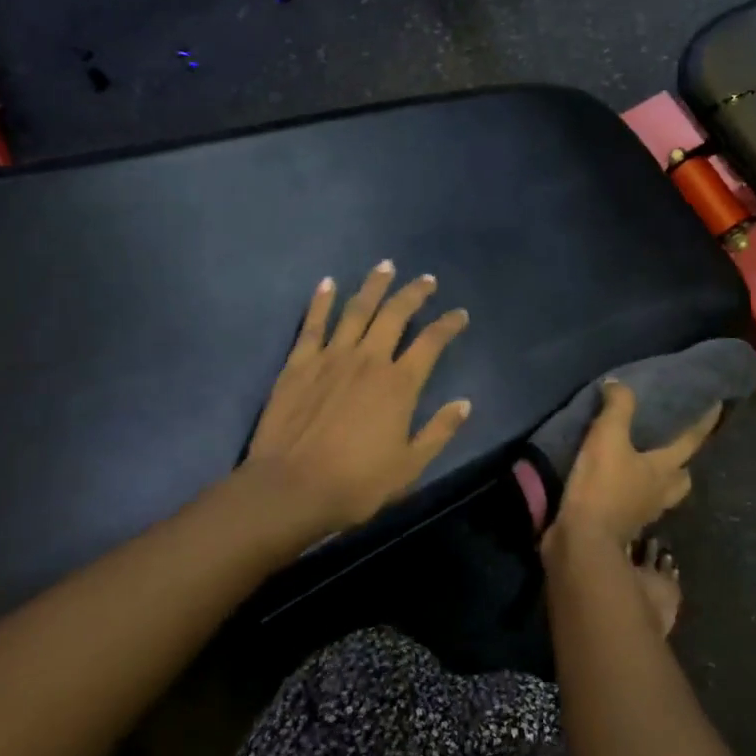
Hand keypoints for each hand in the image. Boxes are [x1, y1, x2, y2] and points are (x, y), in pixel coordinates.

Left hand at [244, 261, 471, 540]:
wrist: (290, 489)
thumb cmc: (355, 483)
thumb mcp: (409, 466)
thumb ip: (438, 431)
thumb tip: (464, 404)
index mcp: (399, 384)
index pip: (431, 342)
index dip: (448, 325)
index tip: (459, 314)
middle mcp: (368, 359)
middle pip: (395, 314)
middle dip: (414, 293)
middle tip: (426, 279)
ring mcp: (331, 356)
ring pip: (356, 309)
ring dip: (373, 285)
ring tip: (385, 266)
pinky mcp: (299, 362)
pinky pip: (313, 323)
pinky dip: (322, 300)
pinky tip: (328, 283)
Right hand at [548, 381, 720, 549]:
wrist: (582, 541)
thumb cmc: (602, 486)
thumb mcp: (607, 436)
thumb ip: (617, 407)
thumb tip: (619, 384)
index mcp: (664, 470)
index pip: (691, 441)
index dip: (704, 422)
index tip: (717, 405)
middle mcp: (661, 493)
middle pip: (682, 477)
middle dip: (682, 462)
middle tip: (673, 444)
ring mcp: (644, 513)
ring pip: (662, 494)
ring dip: (659, 479)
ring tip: (643, 462)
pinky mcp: (624, 526)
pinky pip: (638, 505)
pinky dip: (633, 493)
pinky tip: (618, 484)